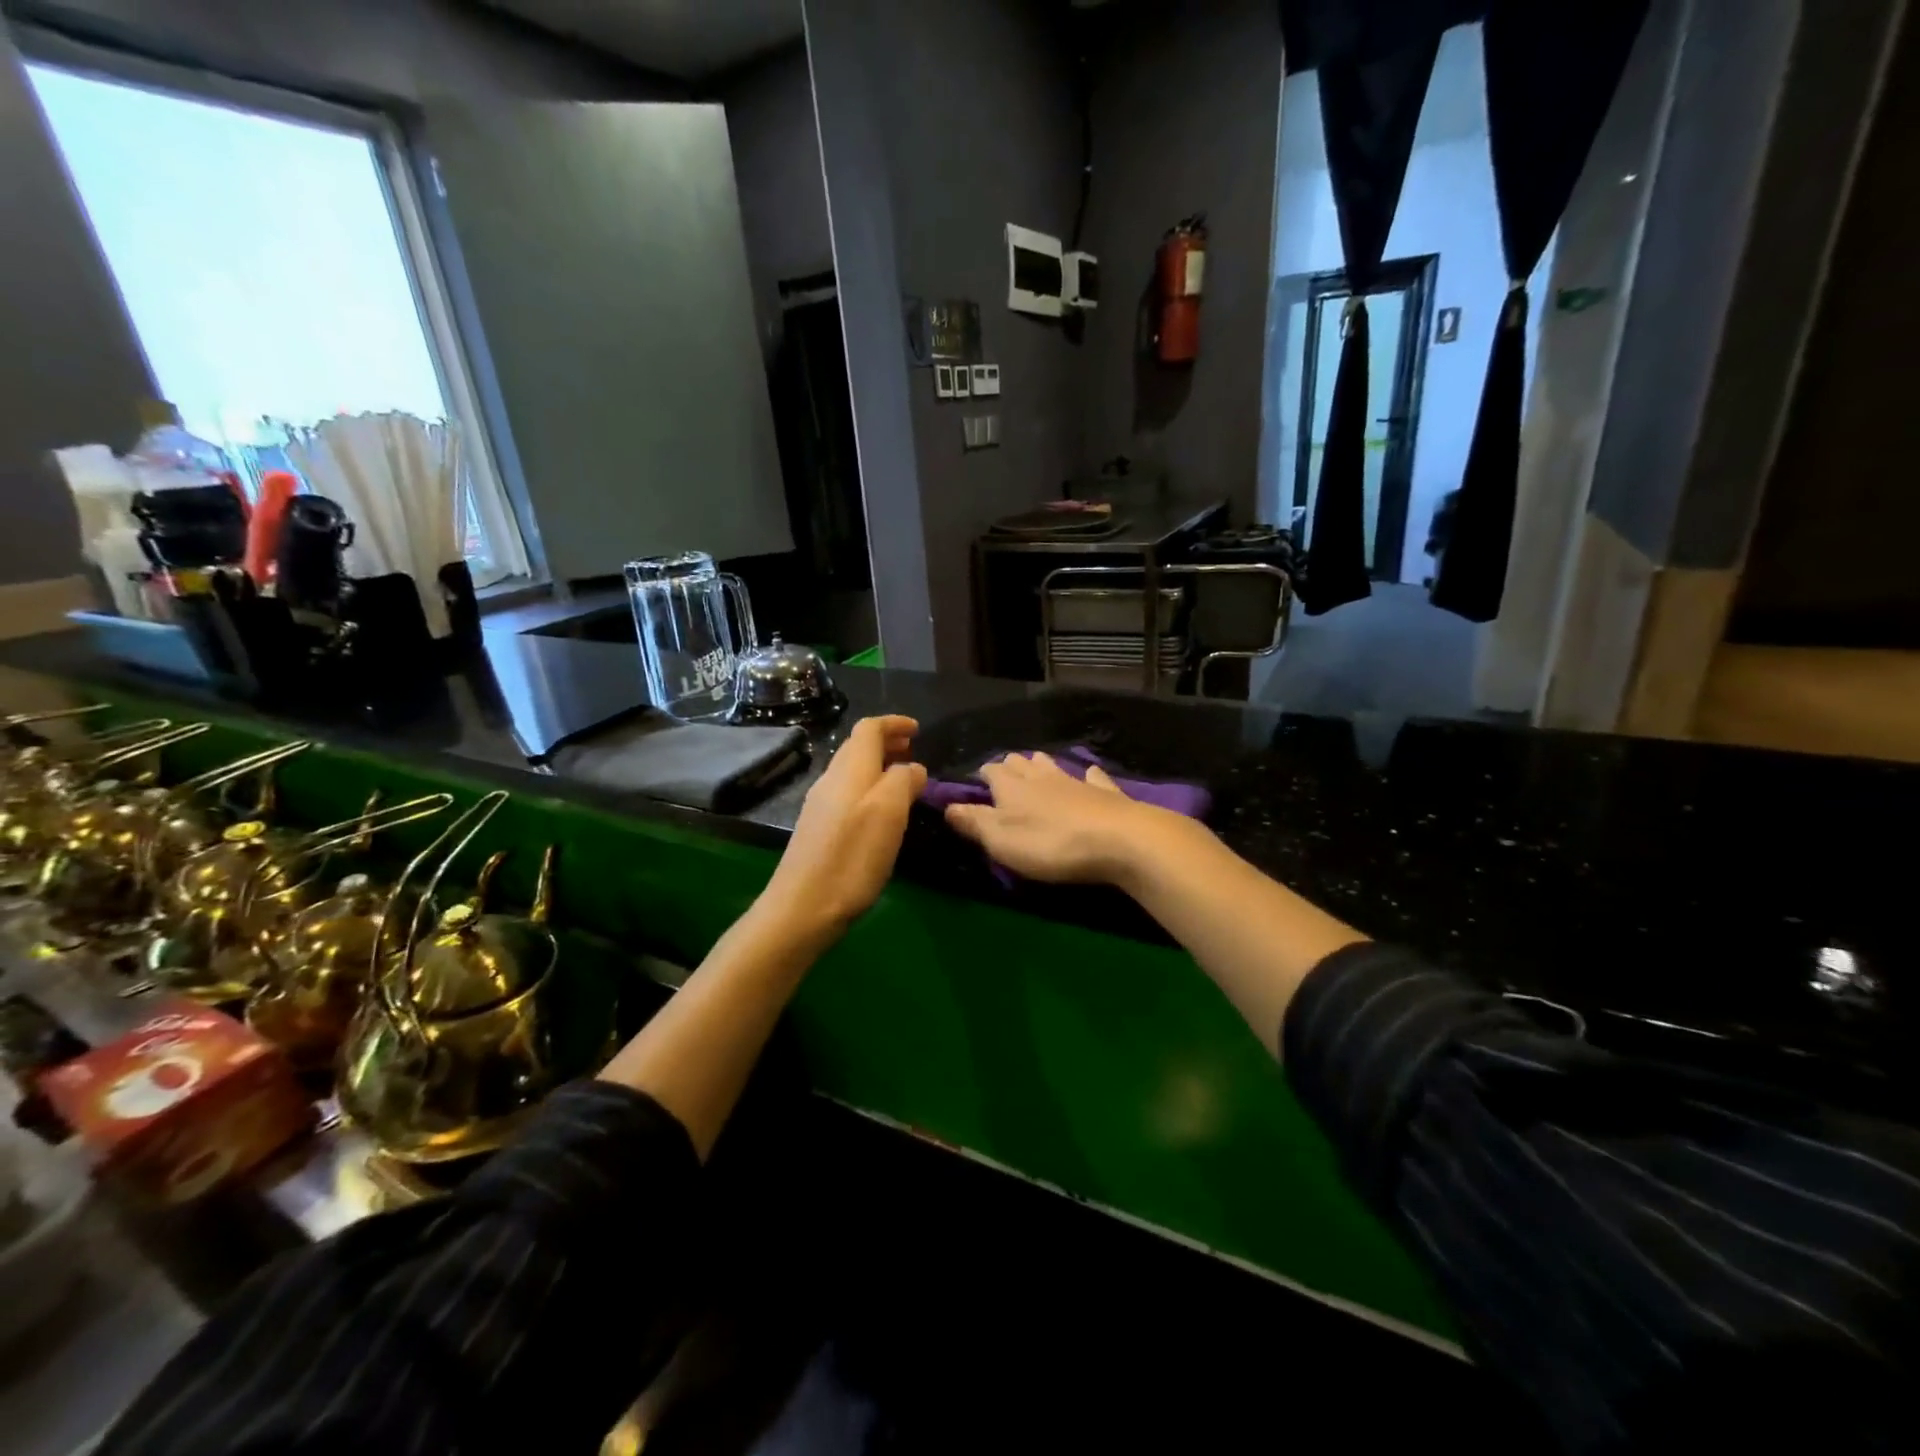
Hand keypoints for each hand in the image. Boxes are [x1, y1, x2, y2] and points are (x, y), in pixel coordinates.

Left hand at [762, 715, 925, 933]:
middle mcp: (831, 780)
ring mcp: (821, 805)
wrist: (802, 907)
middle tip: (914, 750)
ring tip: (903, 779)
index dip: (893, 724)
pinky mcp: (819, 829)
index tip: (917, 729)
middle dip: (887, 743)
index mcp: (850, 770)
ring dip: (878, 766)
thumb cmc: (851, 857)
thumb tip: (912, 767)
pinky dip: (869, 788)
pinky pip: (847, 793)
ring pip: (852, 771)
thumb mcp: (888, 813)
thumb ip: (903, 780)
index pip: (869, 729)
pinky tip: (882, 812)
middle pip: (858, 747)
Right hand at [942, 751, 1176, 884]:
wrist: (1119, 841)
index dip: (983, 776)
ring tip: (1035, 769)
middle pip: (1021, 763)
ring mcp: (1076, 781)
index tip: (977, 783)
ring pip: (1052, 765)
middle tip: (1004, 776)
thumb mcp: (1002, 840)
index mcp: (1012, 788)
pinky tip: (1089, 775)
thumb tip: (947, 806)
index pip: (991, 772)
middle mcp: (1041, 777)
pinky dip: (1087, 776)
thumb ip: (974, 823)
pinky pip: (1093, 777)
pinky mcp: (1106, 793)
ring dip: (1041, 766)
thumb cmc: (1051, 844)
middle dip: (1010, 766)